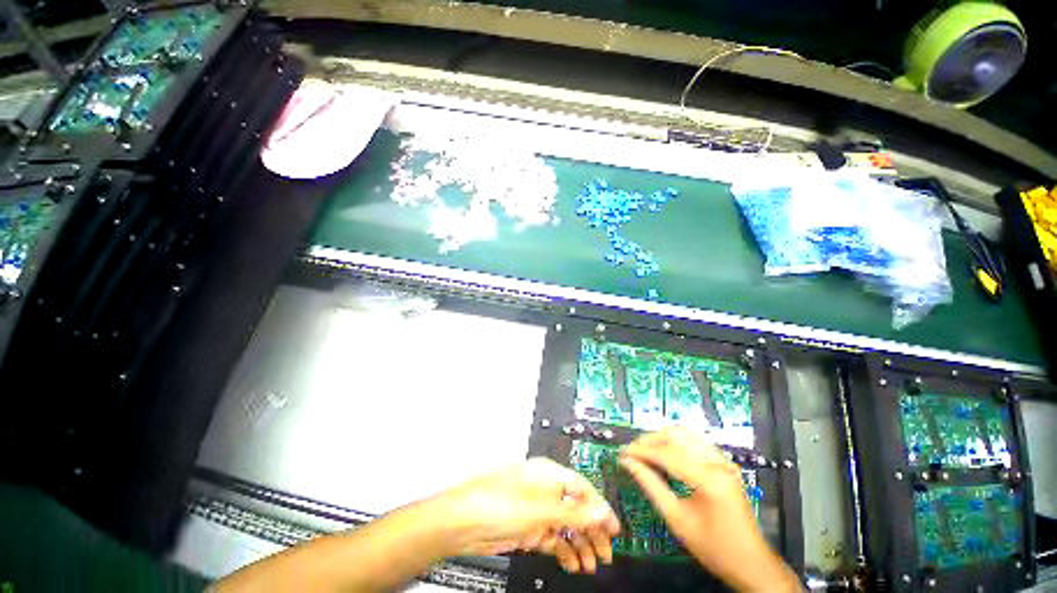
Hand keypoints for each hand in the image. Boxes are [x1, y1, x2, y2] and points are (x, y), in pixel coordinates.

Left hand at [435, 458, 620, 572]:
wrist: (463, 523)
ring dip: (579, 544)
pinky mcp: (528, 528)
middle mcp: (544, 490)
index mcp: (549, 474)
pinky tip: (572, 563)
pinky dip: (563, 550)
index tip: (613, 528)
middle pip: (576, 508)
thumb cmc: (498, 503)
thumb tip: (601, 510)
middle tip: (605, 552)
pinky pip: (552, 538)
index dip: (599, 508)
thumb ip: (573, 511)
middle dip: (592, 530)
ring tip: (591, 564)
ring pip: (565, 526)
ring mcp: (536, 510)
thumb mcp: (540, 509)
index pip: (582, 488)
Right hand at [620, 428, 800, 592]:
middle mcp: (717, 462)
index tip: (622, 453)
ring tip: (645, 451)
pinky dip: (676, 442)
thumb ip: (650, 485)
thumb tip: (627, 462)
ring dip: (661, 438)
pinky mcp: (725, 462)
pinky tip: (665, 453)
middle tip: (632, 452)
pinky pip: (695, 441)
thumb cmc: (713, 548)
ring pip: (685, 434)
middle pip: (675, 436)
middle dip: (650, 440)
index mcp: (708, 479)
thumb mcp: (677, 519)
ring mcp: (724, 460)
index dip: (640, 450)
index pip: (666, 453)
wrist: (751, 563)